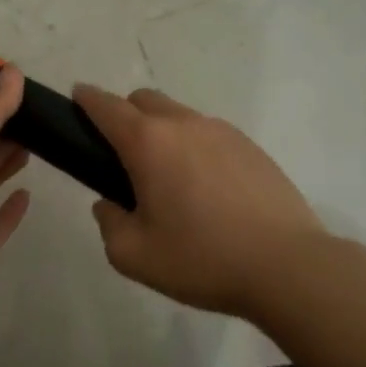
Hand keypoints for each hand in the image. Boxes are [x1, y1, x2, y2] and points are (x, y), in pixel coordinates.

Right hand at [72, 84, 324, 317]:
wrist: (288, 267)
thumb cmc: (202, 259)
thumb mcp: (133, 255)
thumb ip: (109, 224)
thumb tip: (109, 204)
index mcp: (148, 143)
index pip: (107, 106)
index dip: (86, 99)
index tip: (76, 99)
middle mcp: (184, 125)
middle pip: (144, 100)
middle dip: (125, 114)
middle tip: (122, 156)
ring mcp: (223, 132)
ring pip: (180, 116)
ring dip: (162, 132)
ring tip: (169, 179)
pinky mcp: (252, 148)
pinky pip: (210, 135)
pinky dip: (195, 148)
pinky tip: (206, 189)